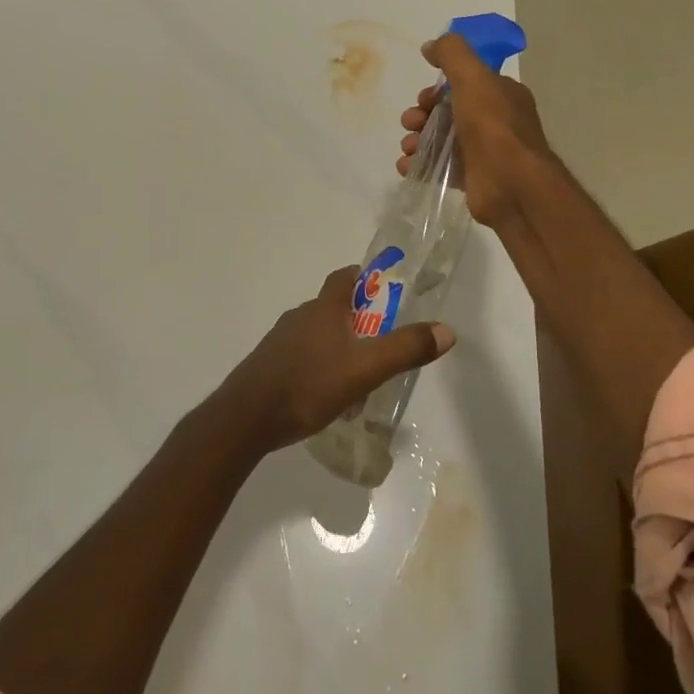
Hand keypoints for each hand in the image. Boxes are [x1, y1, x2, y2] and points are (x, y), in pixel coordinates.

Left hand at [218, 267, 455, 453]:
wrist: (247, 416)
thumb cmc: (308, 384)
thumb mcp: (365, 369)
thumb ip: (405, 349)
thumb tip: (446, 330)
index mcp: (323, 309)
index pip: (343, 278)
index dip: (362, 277)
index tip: (380, 285)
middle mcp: (300, 317)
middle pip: (331, 307)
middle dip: (356, 318)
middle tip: (379, 339)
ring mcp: (280, 341)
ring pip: (316, 334)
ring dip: (337, 344)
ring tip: (357, 371)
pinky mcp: (269, 365)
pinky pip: (301, 357)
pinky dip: (318, 365)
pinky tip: (326, 393)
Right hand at [398, 32, 552, 227]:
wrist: (511, 185)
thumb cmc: (493, 127)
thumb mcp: (473, 77)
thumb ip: (452, 54)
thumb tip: (430, 46)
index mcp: (501, 95)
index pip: (464, 84)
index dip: (438, 89)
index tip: (423, 98)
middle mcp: (494, 122)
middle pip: (447, 112)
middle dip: (422, 115)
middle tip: (412, 123)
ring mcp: (483, 152)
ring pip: (440, 140)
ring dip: (417, 140)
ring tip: (409, 148)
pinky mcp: (471, 179)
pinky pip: (439, 168)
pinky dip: (420, 166)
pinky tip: (408, 167)